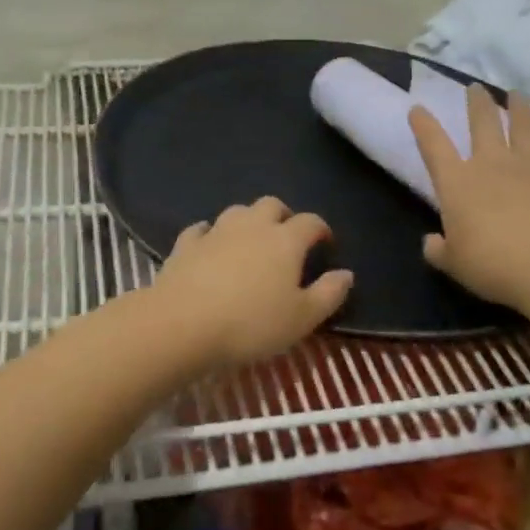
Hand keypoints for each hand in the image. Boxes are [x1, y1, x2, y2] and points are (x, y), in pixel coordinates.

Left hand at [148, 197, 354, 369]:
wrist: (182, 324)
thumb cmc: (251, 324)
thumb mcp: (301, 319)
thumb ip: (328, 294)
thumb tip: (346, 273)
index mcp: (285, 240)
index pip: (310, 222)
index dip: (321, 230)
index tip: (325, 244)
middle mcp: (252, 226)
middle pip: (272, 205)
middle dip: (283, 216)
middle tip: (287, 239)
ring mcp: (216, 231)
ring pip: (237, 211)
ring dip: (248, 221)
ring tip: (250, 242)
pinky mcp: (186, 243)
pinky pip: (201, 229)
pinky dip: (210, 234)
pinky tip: (209, 245)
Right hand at [409, 85, 529, 312]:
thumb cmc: (492, 265)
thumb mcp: (453, 264)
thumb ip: (439, 250)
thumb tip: (431, 243)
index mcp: (457, 183)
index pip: (434, 146)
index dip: (424, 126)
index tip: (418, 108)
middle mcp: (492, 163)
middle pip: (483, 123)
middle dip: (478, 104)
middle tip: (476, 88)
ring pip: (524, 126)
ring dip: (520, 108)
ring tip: (518, 94)